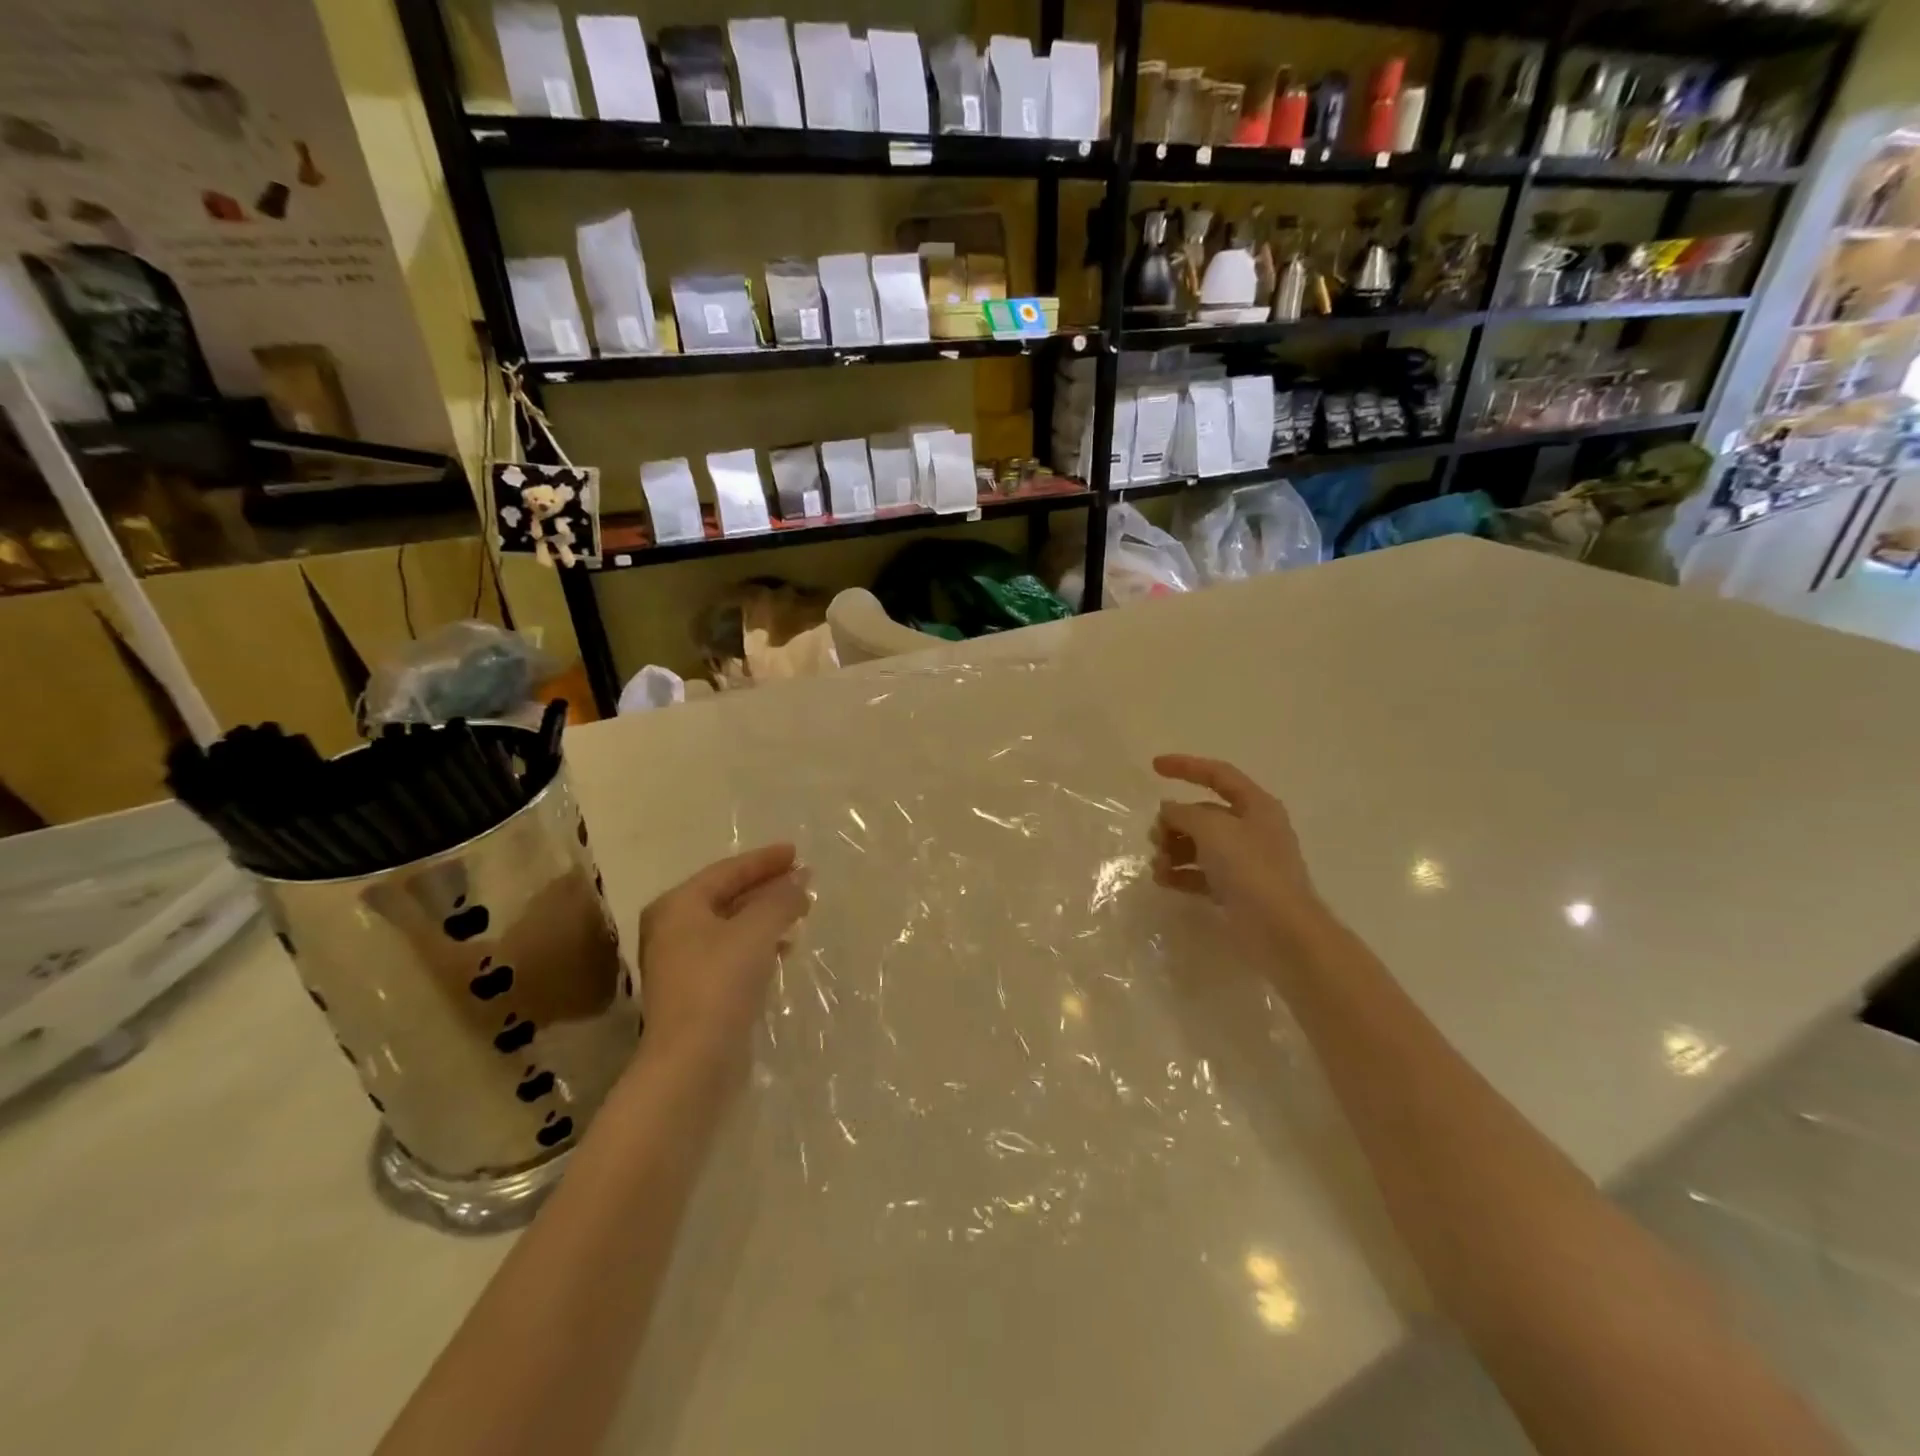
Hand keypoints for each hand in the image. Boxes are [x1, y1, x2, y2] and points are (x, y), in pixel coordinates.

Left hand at [635, 844, 810, 1071]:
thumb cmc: (719, 982)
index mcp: (678, 905)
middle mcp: (673, 929)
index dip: (764, 860)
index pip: (727, 871)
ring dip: (766, 916)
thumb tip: (801, 879)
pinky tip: (784, 950)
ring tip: (801, 912)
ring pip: (732, 926)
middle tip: (803, 880)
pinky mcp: (696, 993)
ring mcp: (682, 963)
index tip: (797, 852)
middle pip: (727, 896)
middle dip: (767, 887)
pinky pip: (733, 953)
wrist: (692, 1061)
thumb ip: (781, 899)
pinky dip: (759, 944)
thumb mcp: (756, 930)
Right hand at [1151, 755, 1329, 955]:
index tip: (1154, 767)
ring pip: (1199, 844)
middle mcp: (1251, 829)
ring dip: (1174, 850)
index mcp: (1255, 805)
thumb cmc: (1251, 869)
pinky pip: (1201, 873)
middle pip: (1203, 814)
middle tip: (1156, 838)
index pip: (1218, 775)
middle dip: (1174, 822)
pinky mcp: (1236, 889)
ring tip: (1159, 867)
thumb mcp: (1212, 830)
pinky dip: (1181, 874)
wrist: (1281, 931)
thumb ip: (1183, 814)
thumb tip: (1168, 810)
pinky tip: (1164, 881)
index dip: (1186, 766)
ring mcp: (1244, 861)